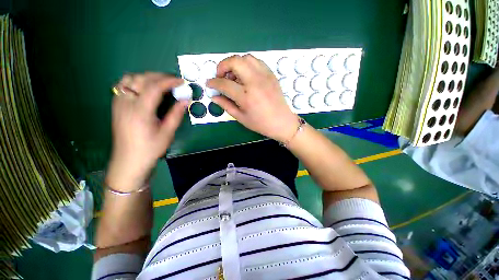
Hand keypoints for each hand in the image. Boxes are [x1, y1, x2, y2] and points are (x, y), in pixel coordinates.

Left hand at [107, 73, 187, 190]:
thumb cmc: (150, 149)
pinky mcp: (116, 106)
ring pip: (129, 79)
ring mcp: (119, 104)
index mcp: (140, 112)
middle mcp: (126, 104)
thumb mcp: (167, 133)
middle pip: (140, 79)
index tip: (181, 81)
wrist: (129, 160)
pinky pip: (123, 85)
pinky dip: (136, 81)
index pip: (154, 88)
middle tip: (173, 81)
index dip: (169, 81)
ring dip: (146, 77)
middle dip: (159, 76)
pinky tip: (146, 89)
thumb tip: (185, 100)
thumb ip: (176, 115)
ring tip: (160, 83)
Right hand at [206, 55, 298, 142]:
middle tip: (221, 76)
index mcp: (246, 97)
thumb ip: (226, 105)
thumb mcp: (241, 118)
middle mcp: (255, 82)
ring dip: (236, 63)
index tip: (209, 83)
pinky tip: (246, 75)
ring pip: (246, 58)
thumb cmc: (261, 123)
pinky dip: (247, 64)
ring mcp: (265, 76)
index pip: (224, 84)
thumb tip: (214, 96)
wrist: (282, 122)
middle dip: (223, 66)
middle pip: (235, 61)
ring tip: (234, 75)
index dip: (214, 82)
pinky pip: (257, 62)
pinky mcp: (271, 75)